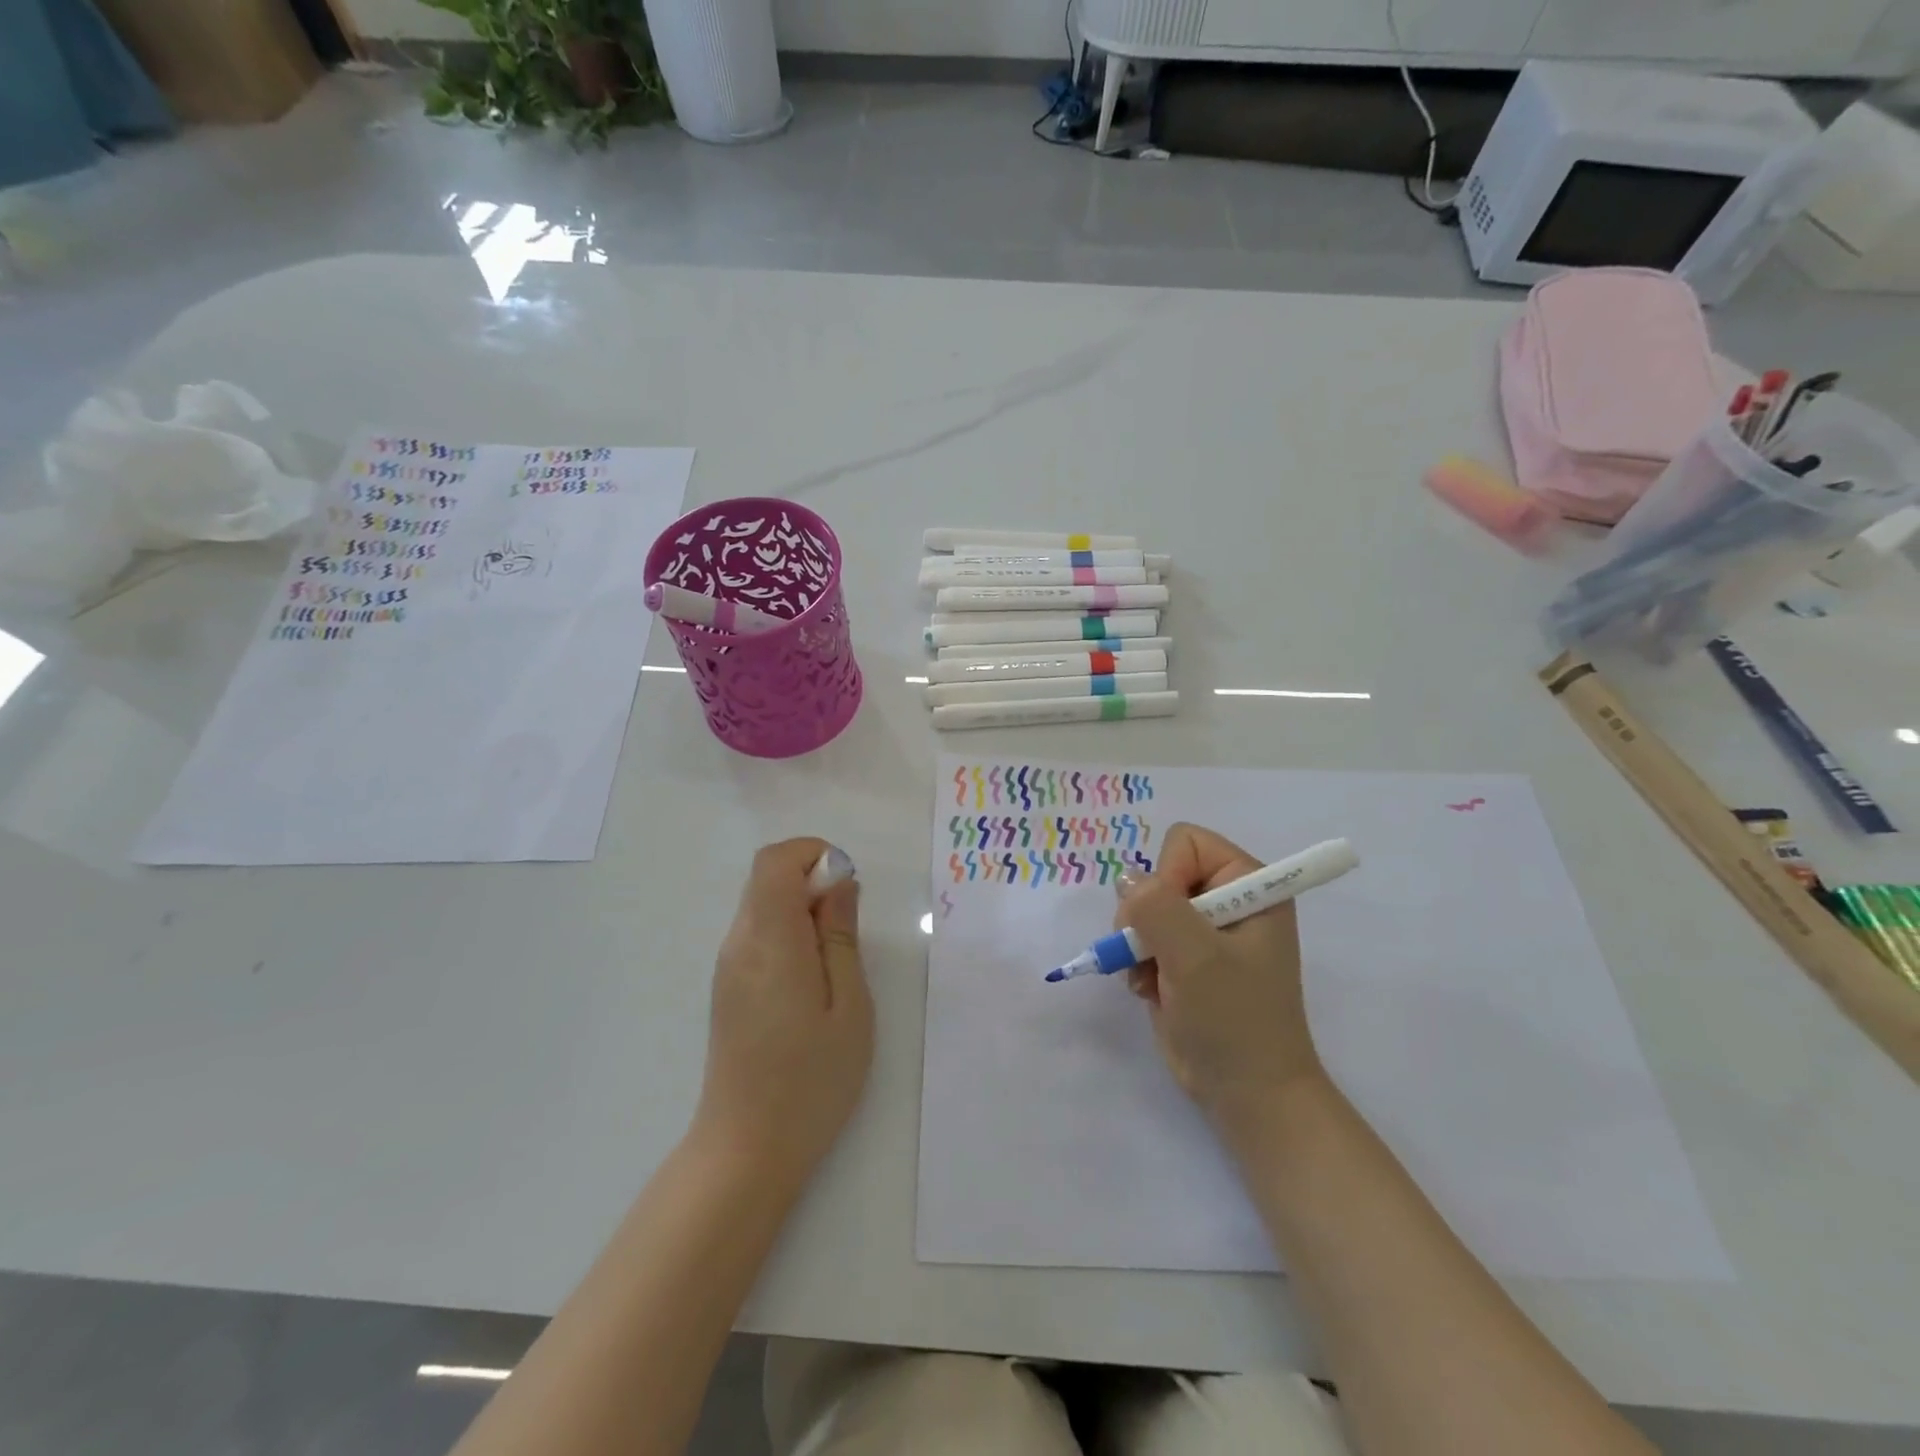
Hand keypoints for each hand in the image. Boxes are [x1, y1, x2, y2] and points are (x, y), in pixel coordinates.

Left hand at [693, 839, 873, 1191]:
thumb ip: (841, 936)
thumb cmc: (811, 1079)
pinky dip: (789, 932)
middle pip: (766, 878)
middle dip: (812, 880)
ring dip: (802, 908)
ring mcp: (728, 966)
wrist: (746, 1149)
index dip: (813, 854)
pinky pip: (758, 934)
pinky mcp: (728, 987)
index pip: (774, 861)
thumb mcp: (849, 1005)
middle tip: (849, 926)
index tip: (847, 884)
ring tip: (835, 959)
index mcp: (770, 941)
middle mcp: (739, 943)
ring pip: (762, 904)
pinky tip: (812, 979)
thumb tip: (840, 883)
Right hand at [1117, 823, 1325, 1130]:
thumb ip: (1156, 906)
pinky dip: (1138, 963)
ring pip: (1143, 907)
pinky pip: (1142, 937)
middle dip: (1146, 915)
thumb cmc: (1234, 1020)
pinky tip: (1149, 990)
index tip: (1171, 923)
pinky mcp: (1184, 958)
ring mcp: (1204, 930)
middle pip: (1160, 874)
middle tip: (1153, 954)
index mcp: (1250, 884)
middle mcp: (1228, 899)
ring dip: (1138, 943)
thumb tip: (1126, 881)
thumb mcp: (1195, 957)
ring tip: (1152, 978)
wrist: (1248, 1096)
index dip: (1167, 876)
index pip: (1186, 842)